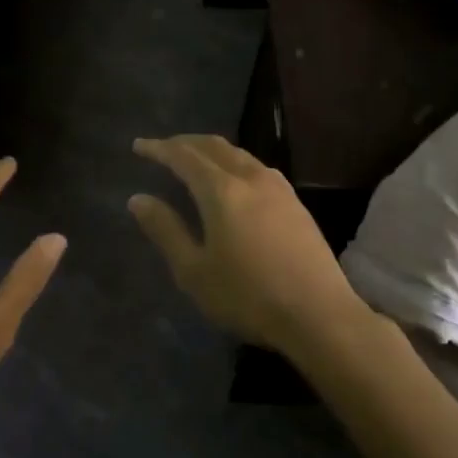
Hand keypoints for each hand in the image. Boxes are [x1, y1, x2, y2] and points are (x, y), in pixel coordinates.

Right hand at [128, 135, 368, 358]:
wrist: (319, 314)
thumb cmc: (248, 296)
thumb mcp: (195, 271)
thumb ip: (165, 230)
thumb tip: (138, 199)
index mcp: (221, 190)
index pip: (183, 156)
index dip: (159, 148)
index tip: (138, 146)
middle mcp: (250, 177)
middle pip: (212, 146)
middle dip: (184, 142)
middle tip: (162, 148)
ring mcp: (277, 187)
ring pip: (237, 153)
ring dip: (211, 150)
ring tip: (194, 160)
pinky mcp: (295, 201)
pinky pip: (256, 166)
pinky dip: (233, 162)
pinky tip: (233, 179)